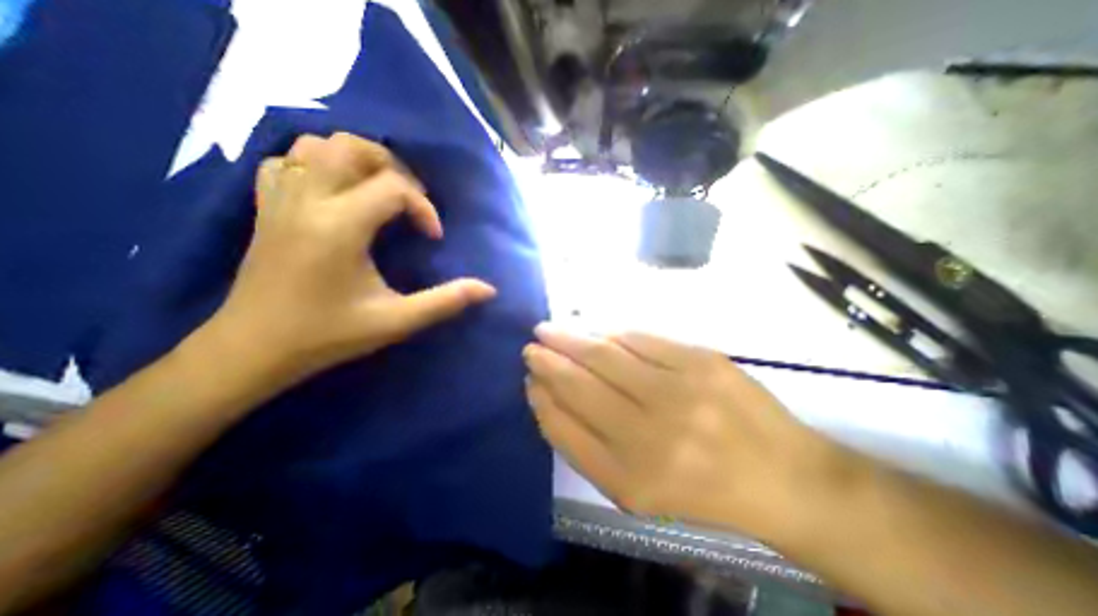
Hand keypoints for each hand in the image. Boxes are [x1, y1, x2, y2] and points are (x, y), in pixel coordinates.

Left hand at [208, 135, 497, 378]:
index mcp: (339, 226)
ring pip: (316, 145)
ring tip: (379, 190)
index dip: (424, 208)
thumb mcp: (397, 320)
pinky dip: (317, 165)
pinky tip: (337, 193)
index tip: (433, 237)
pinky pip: (288, 162)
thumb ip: (446, 301)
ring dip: (356, 160)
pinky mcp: (266, 207)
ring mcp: (280, 199)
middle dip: (393, 167)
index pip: (394, 187)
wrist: (253, 348)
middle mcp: (307, 200)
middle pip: (352, 148)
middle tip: (410, 200)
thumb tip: (489, 290)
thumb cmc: (328, 335)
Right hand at [526, 327, 856, 533]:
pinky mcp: (702, 360)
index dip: (541, 398)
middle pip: (579, 384)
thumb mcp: (635, 490)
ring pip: (604, 354)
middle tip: (531, 345)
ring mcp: (679, 393)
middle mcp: (650, 436)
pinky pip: (640, 338)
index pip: (564, 427)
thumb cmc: (701, 490)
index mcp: (630, 479)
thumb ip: (586, 445)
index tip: (529, 379)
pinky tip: (596, 332)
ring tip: (550, 330)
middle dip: (547, 360)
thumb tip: (549, 397)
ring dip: (570, 338)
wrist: (783, 477)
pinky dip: (610, 332)